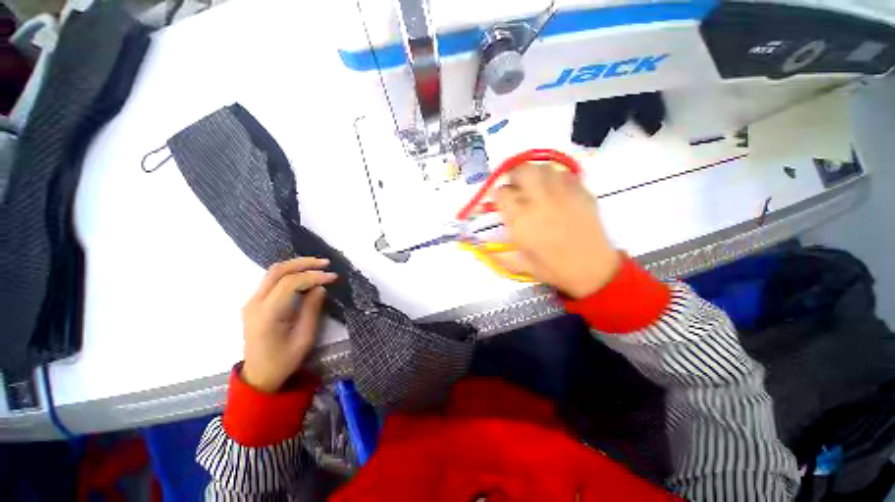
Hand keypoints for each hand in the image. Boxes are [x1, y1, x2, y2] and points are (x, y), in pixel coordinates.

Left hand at [241, 257, 336, 391]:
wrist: (259, 375)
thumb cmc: (284, 360)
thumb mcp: (305, 337)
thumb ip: (312, 309)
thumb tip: (320, 288)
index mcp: (267, 314)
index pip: (290, 283)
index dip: (313, 276)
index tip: (333, 277)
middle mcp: (255, 303)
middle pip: (278, 271)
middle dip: (304, 263)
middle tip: (326, 263)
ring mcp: (252, 301)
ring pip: (273, 272)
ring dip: (296, 265)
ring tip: (318, 265)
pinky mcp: (255, 303)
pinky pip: (272, 280)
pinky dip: (290, 273)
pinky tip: (305, 275)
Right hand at [494, 162, 620, 297]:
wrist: (592, 270)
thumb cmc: (552, 268)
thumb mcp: (518, 264)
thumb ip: (496, 253)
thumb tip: (478, 247)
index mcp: (520, 218)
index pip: (501, 192)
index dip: (499, 196)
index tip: (502, 203)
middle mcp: (539, 200)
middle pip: (522, 170)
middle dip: (514, 176)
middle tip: (517, 188)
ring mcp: (562, 193)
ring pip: (543, 168)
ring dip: (535, 174)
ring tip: (536, 187)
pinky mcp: (581, 192)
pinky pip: (565, 174)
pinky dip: (556, 178)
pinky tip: (556, 191)